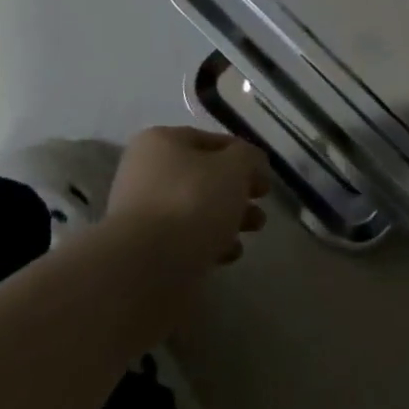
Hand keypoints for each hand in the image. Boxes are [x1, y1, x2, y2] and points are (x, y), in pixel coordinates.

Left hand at [104, 126, 271, 276]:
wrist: (147, 266)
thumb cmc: (192, 202)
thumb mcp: (234, 167)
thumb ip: (249, 158)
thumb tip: (250, 163)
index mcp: (161, 142)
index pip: (212, 141)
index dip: (243, 156)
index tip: (265, 176)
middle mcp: (146, 172)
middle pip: (204, 177)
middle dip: (238, 190)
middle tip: (261, 203)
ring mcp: (142, 212)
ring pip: (197, 208)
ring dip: (229, 217)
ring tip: (254, 229)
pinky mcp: (145, 248)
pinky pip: (185, 237)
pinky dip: (209, 242)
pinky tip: (228, 254)